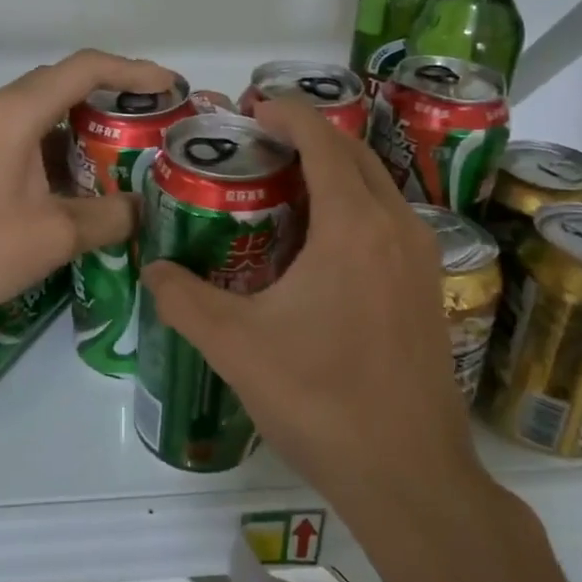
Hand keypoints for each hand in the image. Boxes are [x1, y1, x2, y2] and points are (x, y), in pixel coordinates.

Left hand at [0, 49, 177, 330]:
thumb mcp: (53, 235)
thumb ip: (107, 216)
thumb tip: (139, 210)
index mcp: (16, 112)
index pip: (86, 69)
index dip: (134, 72)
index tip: (170, 89)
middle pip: (63, 85)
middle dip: (112, 98)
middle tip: (151, 124)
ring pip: (41, 114)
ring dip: (83, 128)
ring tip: (123, 154)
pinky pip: (22, 139)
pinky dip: (56, 151)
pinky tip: (76, 185)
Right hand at [141, 96, 494, 530]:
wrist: (410, 476)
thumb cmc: (321, 400)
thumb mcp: (236, 346)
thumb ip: (184, 300)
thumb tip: (153, 270)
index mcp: (353, 226)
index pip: (322, 140)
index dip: (287, 113)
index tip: (252, 106)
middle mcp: (396, 227)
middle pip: (353, 154)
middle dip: (308, 135)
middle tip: (258, 142)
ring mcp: (421, 259)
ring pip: (375, 187)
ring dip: (333, 170)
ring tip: (282, 184)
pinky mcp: (427, 289)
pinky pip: (386, 221)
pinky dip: (351, 206)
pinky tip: (317, 243)